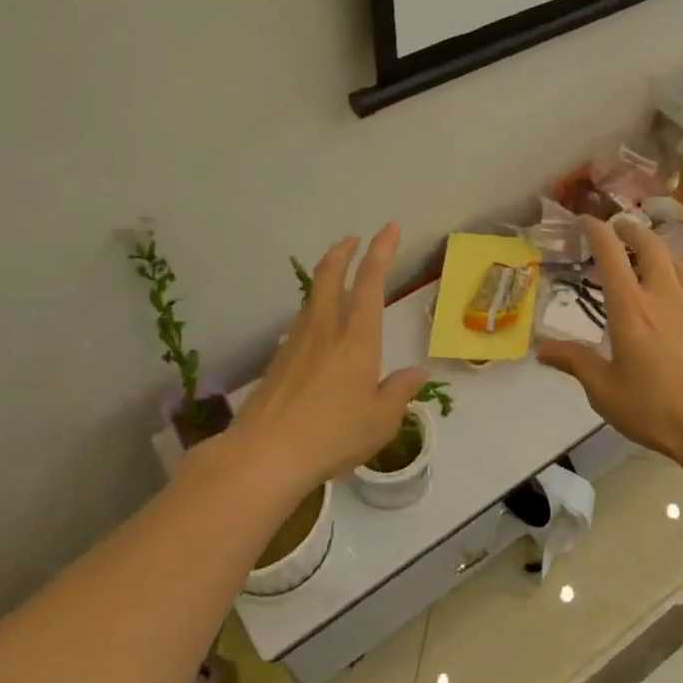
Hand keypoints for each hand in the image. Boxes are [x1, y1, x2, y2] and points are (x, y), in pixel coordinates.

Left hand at [227, 224, 428, 497]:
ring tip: (336, 273)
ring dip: (326, 276)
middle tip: (353, 239)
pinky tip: (316, 326)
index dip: (381, 250)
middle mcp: (326, 329)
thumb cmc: (333, 435)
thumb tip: (417, 372)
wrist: (265, 454)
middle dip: (344, 252)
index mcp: (358, 338)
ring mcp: (297, 342)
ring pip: (313, 295)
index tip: (388, 228)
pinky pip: (301, 321)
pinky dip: (313, 308)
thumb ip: (400, 391)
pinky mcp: (278, 360)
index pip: (371, 282)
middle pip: (331, 275)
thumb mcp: (382, 420)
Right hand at [537, 219, 682, 463]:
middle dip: (633, 230)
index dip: (598, 232)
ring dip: (660, 253)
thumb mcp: (605, 391)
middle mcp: (664, 295)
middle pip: (650, 246)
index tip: (588, 221)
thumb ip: (575, 362)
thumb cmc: (656, 410)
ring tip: (651, 259)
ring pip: (678, 263)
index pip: (611, 256)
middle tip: (622, 228)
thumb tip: (541, 348)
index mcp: (630, 308)